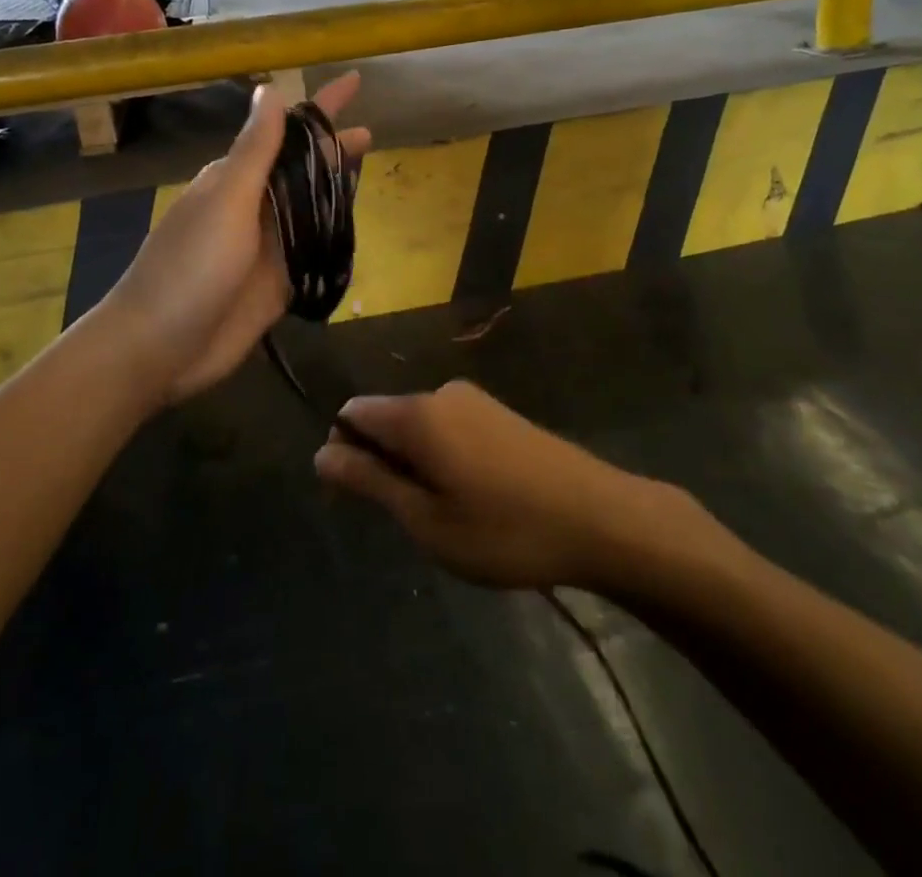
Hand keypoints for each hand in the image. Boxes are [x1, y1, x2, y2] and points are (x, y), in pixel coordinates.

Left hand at [101, 72, 369, 406]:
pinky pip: (313, 248)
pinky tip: (351, 225)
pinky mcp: (278, 282)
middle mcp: (255, 206)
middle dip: (333, 148)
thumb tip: (270, 90)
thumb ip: (255, 150)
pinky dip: (331, 233)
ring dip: (335, 187)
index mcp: (238, 178)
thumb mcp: (226, 201)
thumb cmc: (190, 267)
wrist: (159, 347)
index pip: (288, 129)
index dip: (321, 106)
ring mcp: (267, 246)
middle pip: (304, 167)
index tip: (355, 81)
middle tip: (371, 133)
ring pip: (311, 206)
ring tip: (367, 172)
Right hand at [314, 381, 689, 589]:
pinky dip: (443, 459)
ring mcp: (476, 401)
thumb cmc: (504, 529)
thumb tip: (321, 454)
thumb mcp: (426, 519)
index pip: (353, 413)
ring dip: (415, 465)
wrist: (600, 518)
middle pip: (387, 418)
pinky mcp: (501, 415)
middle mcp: (442, 393)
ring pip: (420, 427)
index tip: (358, 499)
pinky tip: (473, 500)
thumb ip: (370, 481)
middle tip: (408, 520)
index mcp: (417, 413)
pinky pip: (450, 429)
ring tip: (445, 517)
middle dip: (381, 461)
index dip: (344, 451)